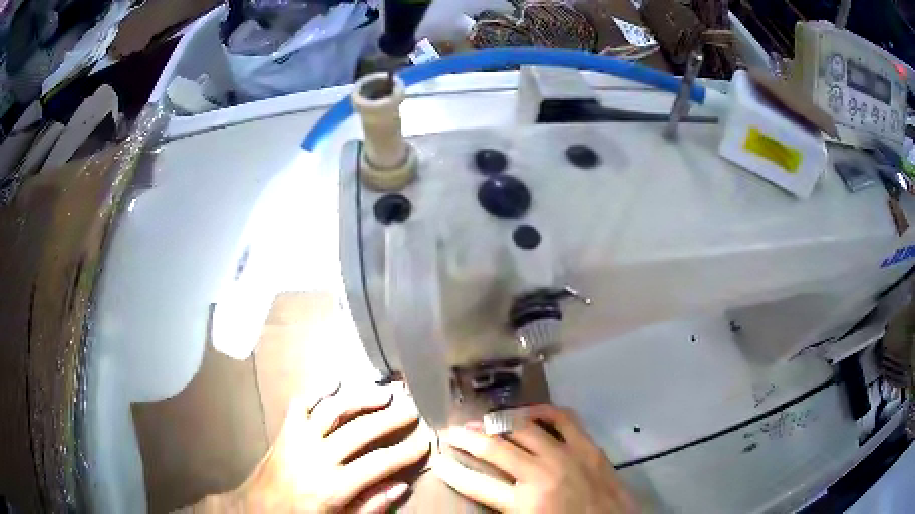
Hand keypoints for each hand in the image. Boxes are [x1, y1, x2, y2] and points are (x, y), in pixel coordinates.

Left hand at [220, 382, 430, 512]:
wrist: (257, 508)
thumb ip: (371, 505)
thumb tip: (401, 485)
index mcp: (334, 486)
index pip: (379, 463)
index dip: (406, 451)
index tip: (426, 441)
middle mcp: (318, 457)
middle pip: (361, 431)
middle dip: (391, 419)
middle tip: (412, 409)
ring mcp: (299, 438)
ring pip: (334, 410)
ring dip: (361, 399)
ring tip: (384, 393)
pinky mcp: (285, 429)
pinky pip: (302, 403)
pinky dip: (319, 389)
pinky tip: (336, 380)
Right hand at [433, 404, 637, 512]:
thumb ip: (504, 509)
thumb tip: (484, 492)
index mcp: (525, 503)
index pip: (476, 484)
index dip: (452, 471)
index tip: (438, 460)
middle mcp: (541, 473)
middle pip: (495, 449)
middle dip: (467, 438)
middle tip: (450, 431)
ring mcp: (567, 455)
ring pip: (524, 429)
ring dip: (497, 423)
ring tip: (480, 420)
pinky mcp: (588, 446)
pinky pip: (562, 418)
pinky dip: (541, 410)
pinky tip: (526, 412)